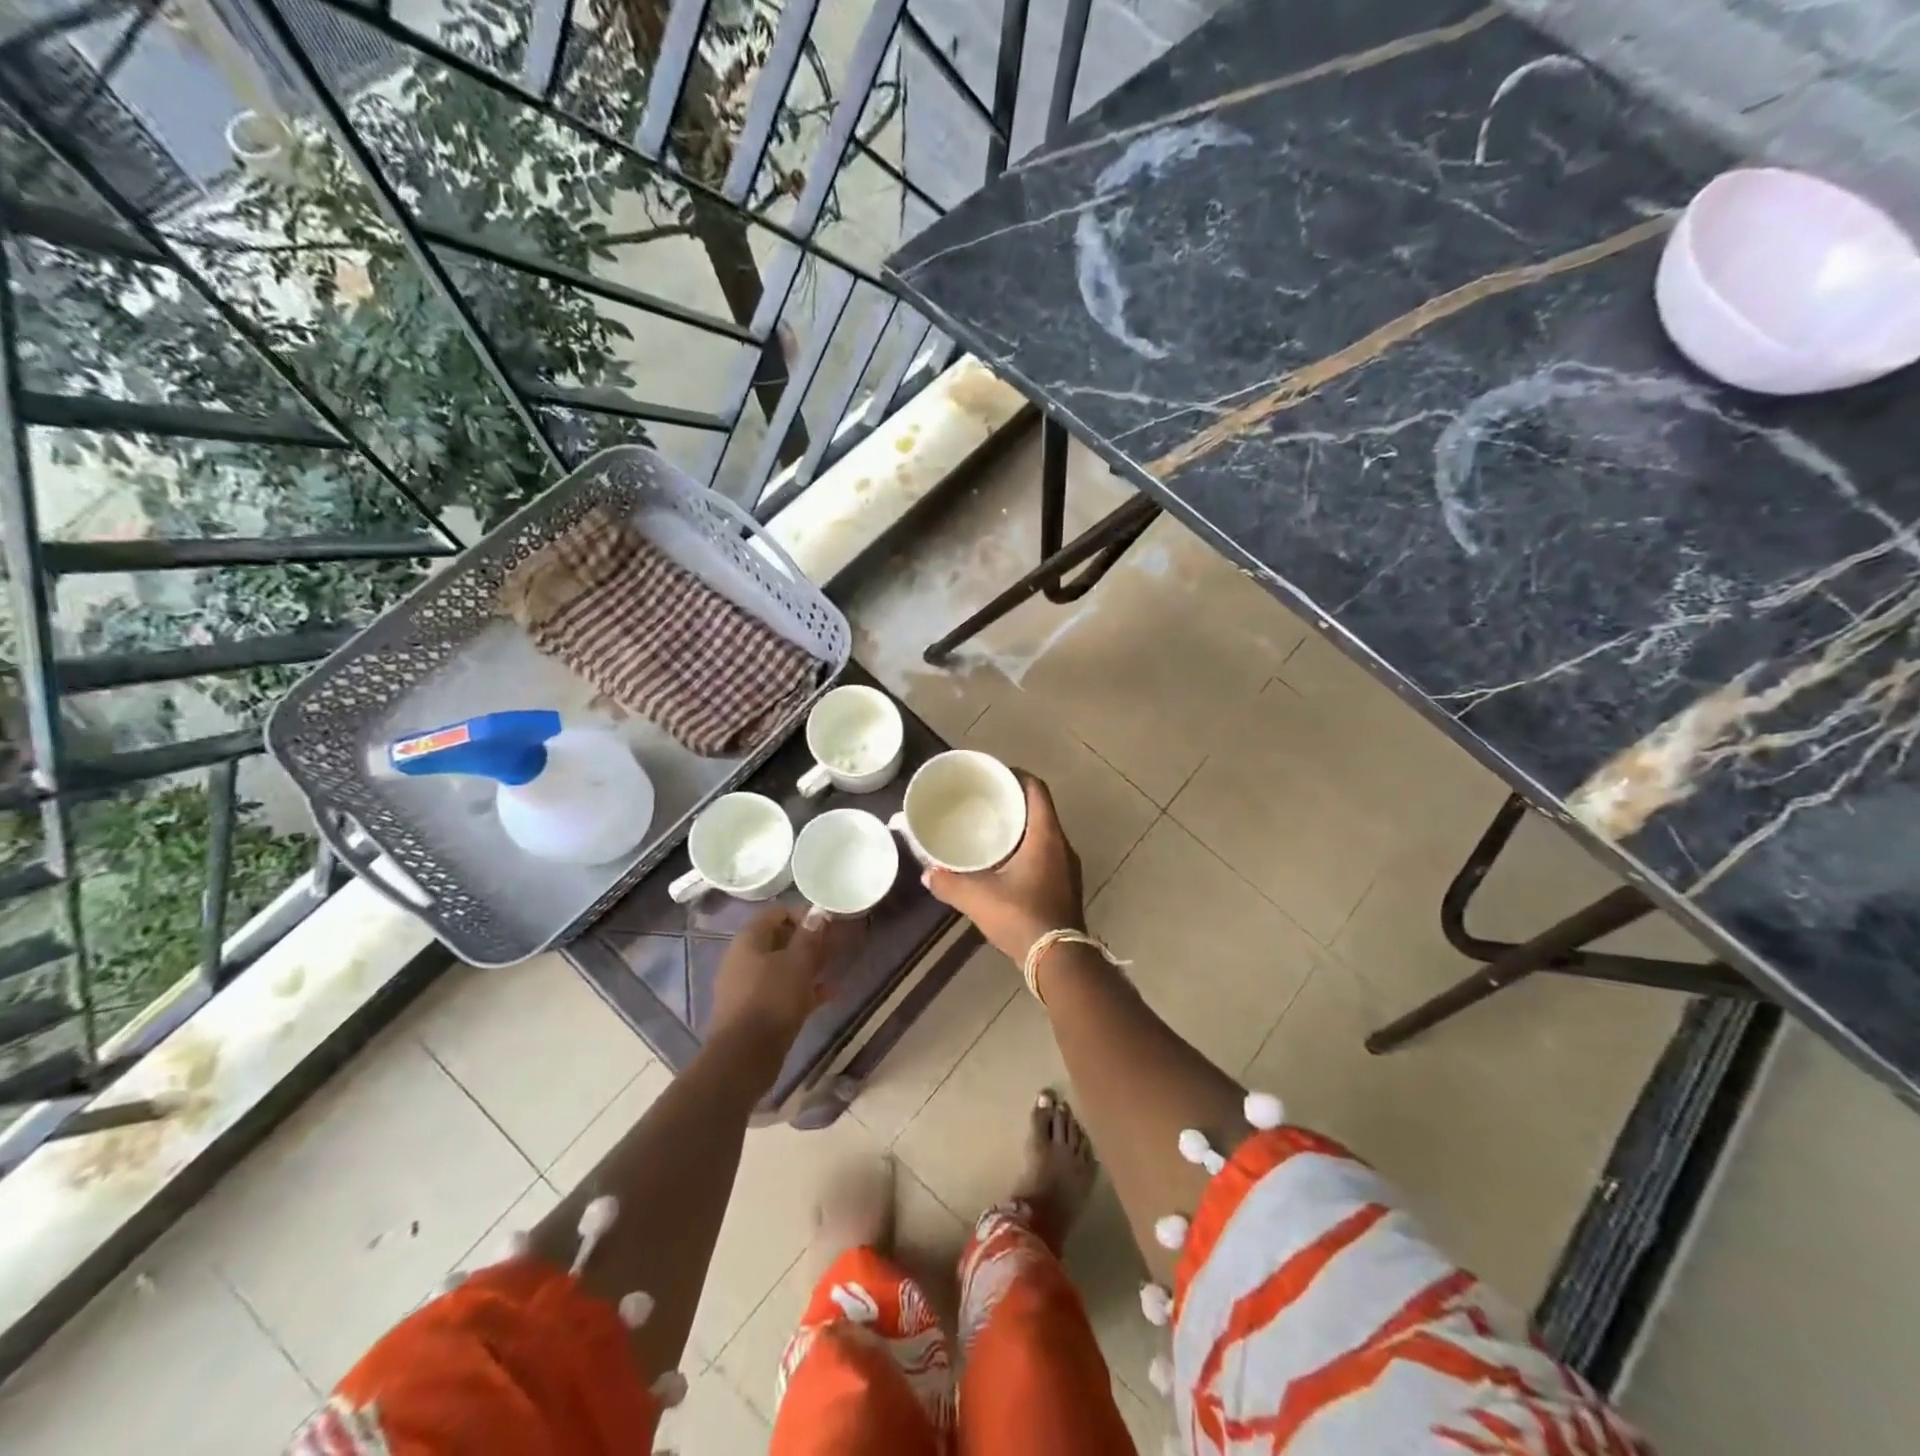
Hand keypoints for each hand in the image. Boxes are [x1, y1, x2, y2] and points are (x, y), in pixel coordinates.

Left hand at [709, 905, 830, 1054]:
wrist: (744, 1059)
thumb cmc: (771, 1000)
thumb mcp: (797, 963)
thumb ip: (809, 936)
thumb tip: (817, 912)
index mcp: (748, 941)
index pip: (776, 913)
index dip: (802, 914)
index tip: (827, 923)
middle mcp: (744, 959)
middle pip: (779, 940)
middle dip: (808, 940)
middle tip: (835, 944)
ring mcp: (749, 987)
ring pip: (783, 967)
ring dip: (808, 964)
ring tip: (835, 965)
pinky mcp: (756, 1011)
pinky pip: (783, 991)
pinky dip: (804, 989)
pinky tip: (830, 993)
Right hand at [923, 774, 1084, 963]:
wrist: (1058, 961)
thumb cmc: (1021, 917)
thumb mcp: (978, 898)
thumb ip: (949, 882)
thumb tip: (926, 873)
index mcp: (1046, 835)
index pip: (1036, 789)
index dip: (1016, 776)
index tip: (993, 777)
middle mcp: (1062, 845)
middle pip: (1040, 810)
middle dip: (1014, 803)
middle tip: (985, 804)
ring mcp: (1068, 868)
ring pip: (1045, 834)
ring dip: (1022, 829)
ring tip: (991, 832)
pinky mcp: (1067, 887)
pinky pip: (1047, 855)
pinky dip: (1028, 851)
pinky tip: (1005, 865)